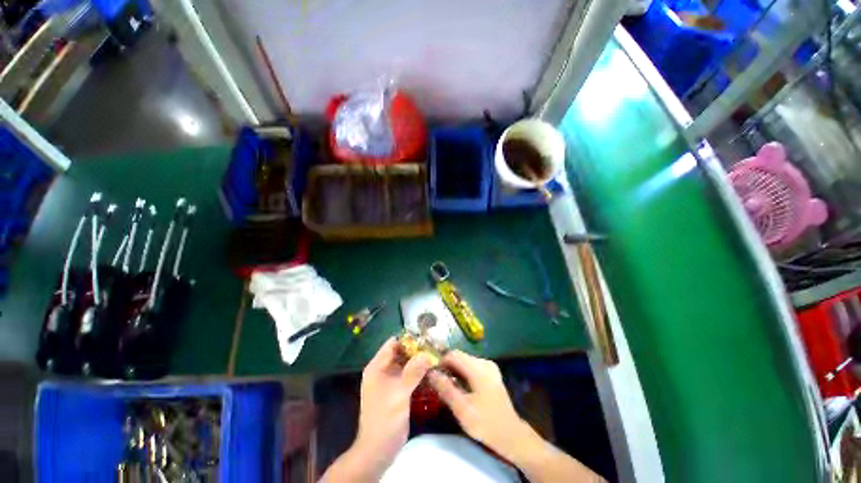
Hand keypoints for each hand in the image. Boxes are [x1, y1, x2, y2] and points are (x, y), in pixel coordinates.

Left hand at [354, 338, 434, 469]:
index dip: (409, 339)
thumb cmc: (385, 418)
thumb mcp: (399, 393)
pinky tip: (433, 371)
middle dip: (417, 349)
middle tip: (436, 347)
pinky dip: (420, 372)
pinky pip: (410, 375)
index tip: (427, 338)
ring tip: (437, 356)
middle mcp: (384, 370)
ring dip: (420, 361)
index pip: (393, 343)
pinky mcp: (399, 391)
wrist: (379, 450)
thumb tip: (428, 353)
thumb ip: (413, 371)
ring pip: (407, 364)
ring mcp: (391, 381)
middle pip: (401, 352)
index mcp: (378, 366)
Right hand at [428, 350, 535, 461]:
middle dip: (447, 367)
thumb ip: (445, 389)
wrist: (511, 435)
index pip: (453, 355)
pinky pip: (471, 366)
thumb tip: (430, 373)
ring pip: (464, 361)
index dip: (440, 363)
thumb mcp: (462, 409)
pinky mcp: (491, 372)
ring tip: (449, 388)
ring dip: (454, 371)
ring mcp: (489, 366)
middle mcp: (485, 362)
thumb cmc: (485, 424)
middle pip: (459, 356)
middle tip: (439, 384)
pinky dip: (463, 373)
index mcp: (479, 369)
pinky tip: (461, 388)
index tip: (433, 377)